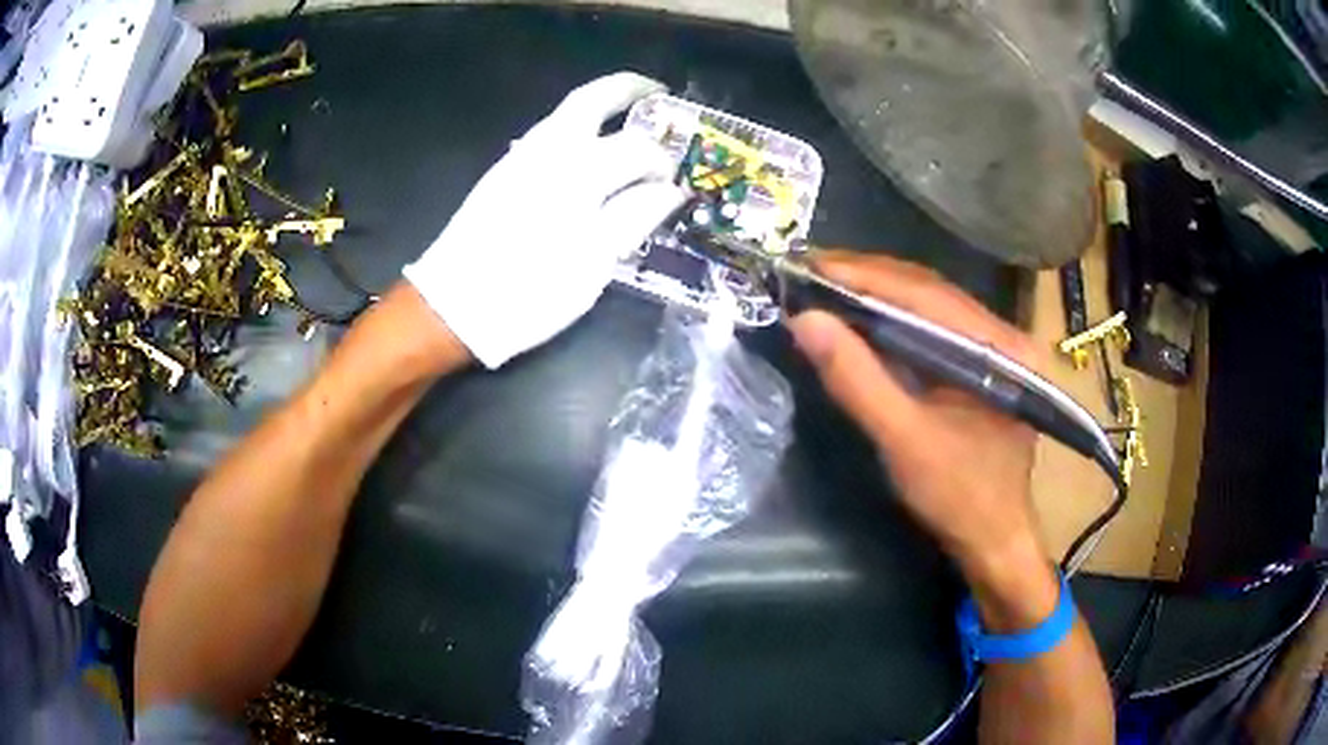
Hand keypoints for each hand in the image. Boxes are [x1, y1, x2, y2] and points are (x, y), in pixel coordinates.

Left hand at [404, 72, 684, 368]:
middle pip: (592, 99)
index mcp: (578, 172)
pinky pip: (547, 133)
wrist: (452, 307)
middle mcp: (548, 150)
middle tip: (658, 93)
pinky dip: (577, 126)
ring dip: (601, 106)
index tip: (675, 184)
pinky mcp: (501, 172)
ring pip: (565, 113)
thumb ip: (634, 217)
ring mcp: (519, 157)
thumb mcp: (593, 264)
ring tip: (628, 119)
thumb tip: (670, 190)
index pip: (637, 148)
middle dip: (628, 89)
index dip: (663, 162)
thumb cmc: (529, 292)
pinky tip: (588, 150)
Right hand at [787, 252, 1048, 579]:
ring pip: (930, 303)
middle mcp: (1002, 333)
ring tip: (826, 286)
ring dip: (877, 292)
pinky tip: (862, 317)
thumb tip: (804, 320)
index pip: (925, 294)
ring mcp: (995, 347)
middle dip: (868, 277)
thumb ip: (857, 380)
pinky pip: (933, 326)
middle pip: (929, 289)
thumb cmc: (958, 496)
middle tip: (809, 271)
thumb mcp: (904, 441)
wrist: (993, 539)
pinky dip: (892, 318)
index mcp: (998, 347)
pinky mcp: (982, 363)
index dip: (865, 276)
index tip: (809, 265)